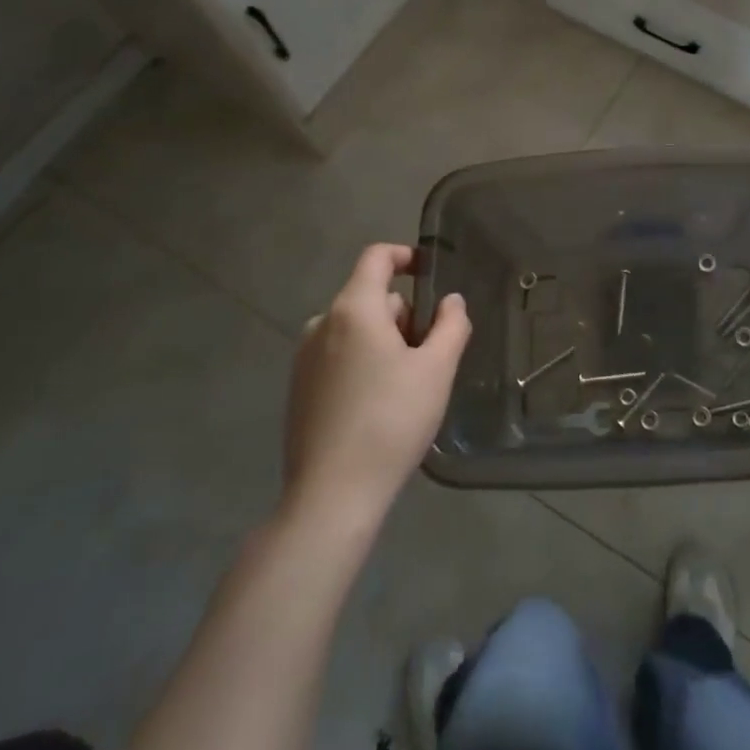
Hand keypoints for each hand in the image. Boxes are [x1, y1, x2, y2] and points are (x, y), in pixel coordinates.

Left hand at [281, 244, 470, 526]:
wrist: (332, 494)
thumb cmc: (391, 421)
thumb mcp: (437, 370)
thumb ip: (451, 325)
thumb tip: (451, 301)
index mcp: (354, 309)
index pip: (376, 257)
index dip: (406, 255)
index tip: (430, 272)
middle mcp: (322, 323)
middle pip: (371, 297)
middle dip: (404, 314)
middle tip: (430, 353)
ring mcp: (304, 357)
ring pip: (356, 329)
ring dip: (384, 341)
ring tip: (407, 384)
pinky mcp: (298, 388)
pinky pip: (338, 355)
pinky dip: (363, 362)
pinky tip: (379, 404)